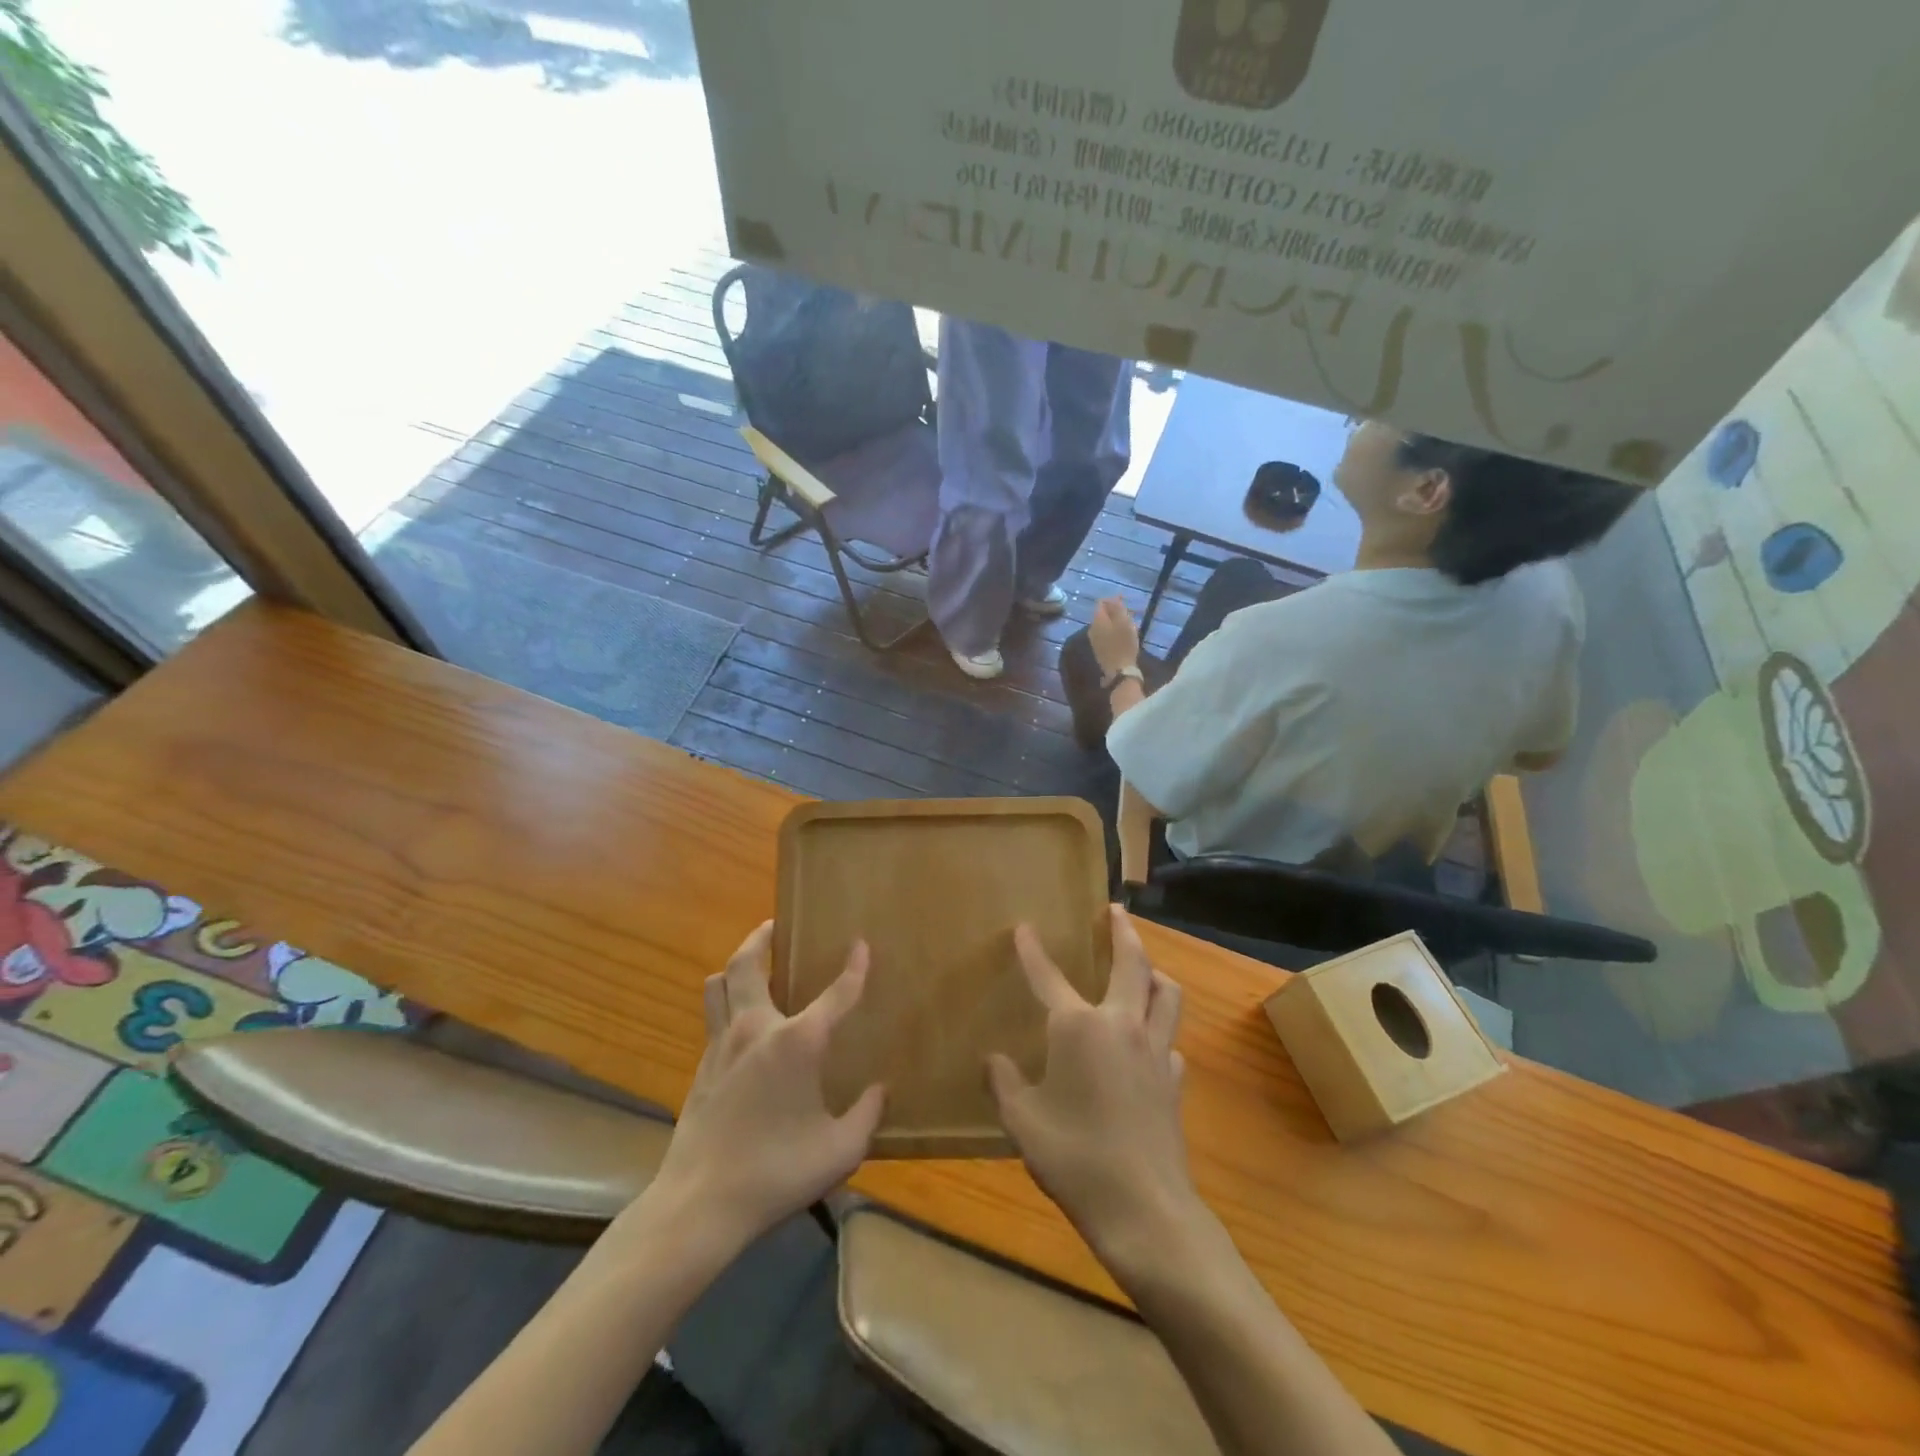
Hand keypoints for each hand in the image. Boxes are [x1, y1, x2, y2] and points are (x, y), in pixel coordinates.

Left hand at [645, 923, 884, 1254]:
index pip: (835, 994)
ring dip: (736, 965)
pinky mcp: (702, 1067)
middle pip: (748, 964)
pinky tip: (740, 1021)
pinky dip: (726, 1002)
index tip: (862, 944)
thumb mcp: (839, 1150)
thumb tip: (880, 1090)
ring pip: (718, 984)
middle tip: (775, 925)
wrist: (699, 1204)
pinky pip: (713, 1016)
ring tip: (753, 963)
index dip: (854, 968)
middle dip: (762, 937)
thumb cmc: (776, 1172)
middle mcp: (756, 1029)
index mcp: (797, 1042)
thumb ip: (866, 1115)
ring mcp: (722, 1045)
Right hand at [988, 907, 1194, 1265]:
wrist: (1143, 1208)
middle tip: (1116, 910)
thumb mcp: (1022, 1121)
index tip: (1024, 927)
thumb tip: (993, 1060)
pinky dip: (1160, 1028)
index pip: (1048, 976)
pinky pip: (1171, 1039)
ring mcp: (1155, 1050)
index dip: (1032, 951)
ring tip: (1144, 967)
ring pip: (1165, 994)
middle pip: (1131, 963)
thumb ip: (1003, 1083)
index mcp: (1078, 1027)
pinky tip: (1149, 1043)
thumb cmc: (1074, 1157)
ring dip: (1154, 972)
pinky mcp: (1174, 1080)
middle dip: (1122, 931)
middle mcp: (1121, 1024)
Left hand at [1089, 595, 1140, 676]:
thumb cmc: (1124, 644)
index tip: (1126, 602)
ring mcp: (1094, 640)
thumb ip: (1117, 607)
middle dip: (1116, 611)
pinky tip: (1124, 636)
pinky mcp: (1099, 649)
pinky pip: (1105, 634)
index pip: (1101, 602)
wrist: (1119, 670)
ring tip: (1130, 625)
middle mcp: (1092, 628)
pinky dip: (1114, 631)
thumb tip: (1113, 598)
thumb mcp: (1123, 621)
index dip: (1114, 599)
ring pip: (1105, 625)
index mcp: (1097, 620)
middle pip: (1103, 614)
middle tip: (1131, 614)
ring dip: (1116, 622)